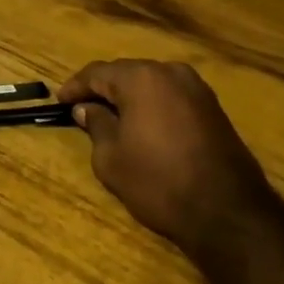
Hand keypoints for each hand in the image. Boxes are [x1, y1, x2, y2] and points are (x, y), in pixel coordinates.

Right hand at [58, 59, 279, 262]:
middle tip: (81, 108)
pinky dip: (152, 106)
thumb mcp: (111, 158)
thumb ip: (96, 125)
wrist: (225, 210)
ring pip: (152, 84)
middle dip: (103, 89)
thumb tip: (87, 109)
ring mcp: (197, 88)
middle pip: (127, 73)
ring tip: (110, 117)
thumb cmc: (157, 181)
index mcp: (142, 78)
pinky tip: (141, 125)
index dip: (75, 86)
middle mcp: (171, 72)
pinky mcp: (213, 108)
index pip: (98, 73)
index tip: (59, 101)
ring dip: (129, 97)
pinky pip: (171, 98)